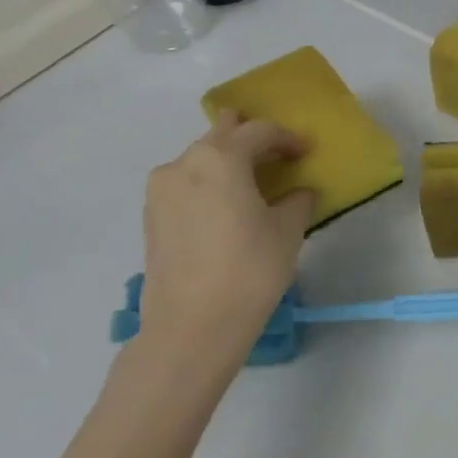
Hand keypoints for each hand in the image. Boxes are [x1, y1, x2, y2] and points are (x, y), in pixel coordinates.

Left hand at [136, 112, 317, 373]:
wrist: (193, 326)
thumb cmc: (250, 269)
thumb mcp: (288, 230)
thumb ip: (297, 201)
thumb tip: (297, 193)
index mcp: (220, 158)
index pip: (259, 132)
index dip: (287, 138)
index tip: (306, 151)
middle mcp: (184, 164)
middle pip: (221, 137)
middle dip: (249, 139)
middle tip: (276, 149)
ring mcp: (161, 191)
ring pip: (200, 160)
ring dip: (227, 160)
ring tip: (252, 175)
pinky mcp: (152, 217)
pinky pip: (186, 184)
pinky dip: (209, 182)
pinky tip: (227, 201)